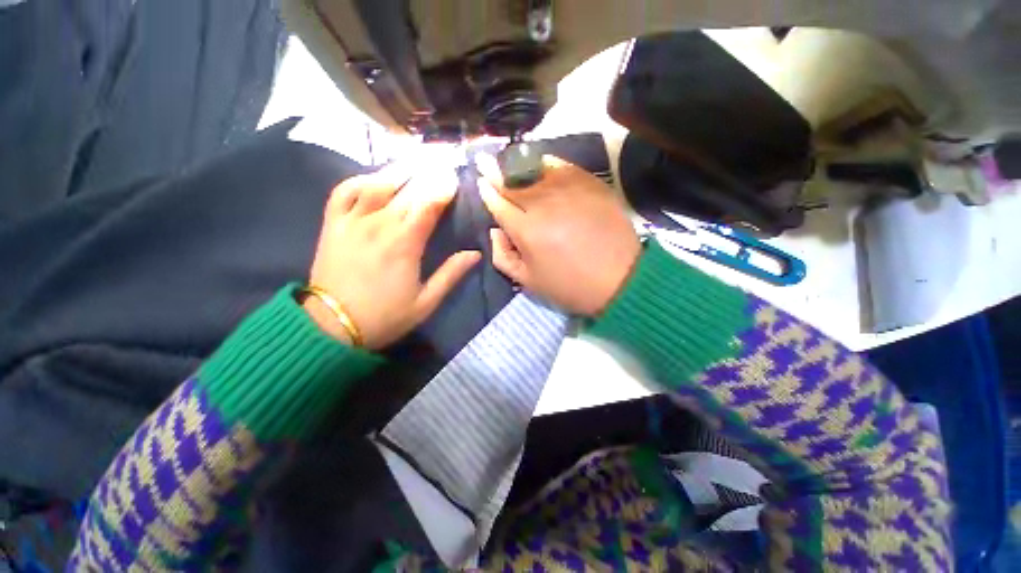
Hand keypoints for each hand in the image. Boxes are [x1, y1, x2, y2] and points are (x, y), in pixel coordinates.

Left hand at [306, 163, 479, 348]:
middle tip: (440, 162)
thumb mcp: (426, 302)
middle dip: (427, 174)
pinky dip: (360, 179)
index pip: (428, 205)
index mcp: (404, 245)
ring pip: (377, 184)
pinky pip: (343, 191)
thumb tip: (475, 253)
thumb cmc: (385, 316)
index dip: (443, 188)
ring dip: (398, 170)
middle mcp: (378, 225)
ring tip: (415, 161)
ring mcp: (352, 222)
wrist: (332, 326)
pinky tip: (374, 177)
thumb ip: (451, 274)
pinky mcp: (333, 224)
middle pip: (406, 190)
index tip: (454, 178)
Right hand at [477, 154, 640, 315]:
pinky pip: (564, 166)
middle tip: (484, 160)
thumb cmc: (569, 285)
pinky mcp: (591, 184)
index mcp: (526, 230)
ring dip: (517, 163)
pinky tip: (541, 162)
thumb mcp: (528, 281)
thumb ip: (502, 256)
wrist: (619, 279)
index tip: (481, 182)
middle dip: (495, 171)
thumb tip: (494, 230)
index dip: (487, 192)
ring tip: (508, 159)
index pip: (499, 203)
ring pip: (536, 169)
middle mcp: (544, 204)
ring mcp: (569, 191)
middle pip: (513, 181)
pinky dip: (548, 162)